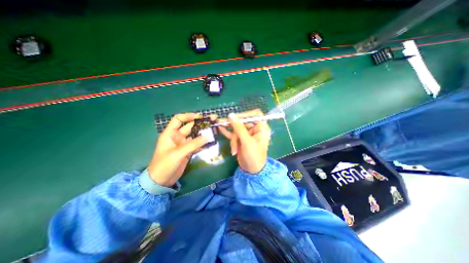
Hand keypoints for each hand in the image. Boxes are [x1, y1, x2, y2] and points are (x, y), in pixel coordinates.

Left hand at [148, 113, 208, 186]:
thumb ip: (192, 144)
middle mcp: (177, 137)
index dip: (188, 116)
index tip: (200, 117)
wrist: (161, 181)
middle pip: (190, 127)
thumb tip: (207, 136)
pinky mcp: (188, 151)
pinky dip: (203, 142)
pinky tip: (211, 141)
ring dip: (203, 133)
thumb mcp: (177, 153)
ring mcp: (183, 144)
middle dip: (200, 124)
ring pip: (195, 135)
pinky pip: (197, 144)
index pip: (178, 119)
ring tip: (214, 130)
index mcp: (170, 134)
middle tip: (212, 121)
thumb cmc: (164, 165)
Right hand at [217, 109, 269, 173]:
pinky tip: (220, 127)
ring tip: (219, 125)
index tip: (236, 117)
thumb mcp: (246, 141)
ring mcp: (247, 134)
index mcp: (261, 128)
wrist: (251, 170)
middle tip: (222, 121)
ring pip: (237, 128)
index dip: (246, 114)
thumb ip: (239, 128)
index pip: (255, 115)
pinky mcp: (241, 139)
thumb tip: (231, 115)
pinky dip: (227, 132)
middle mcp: (255, 129)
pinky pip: (233, 133)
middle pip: (243, 121)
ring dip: (230, 132)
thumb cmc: (253, 156)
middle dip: (233, 125)